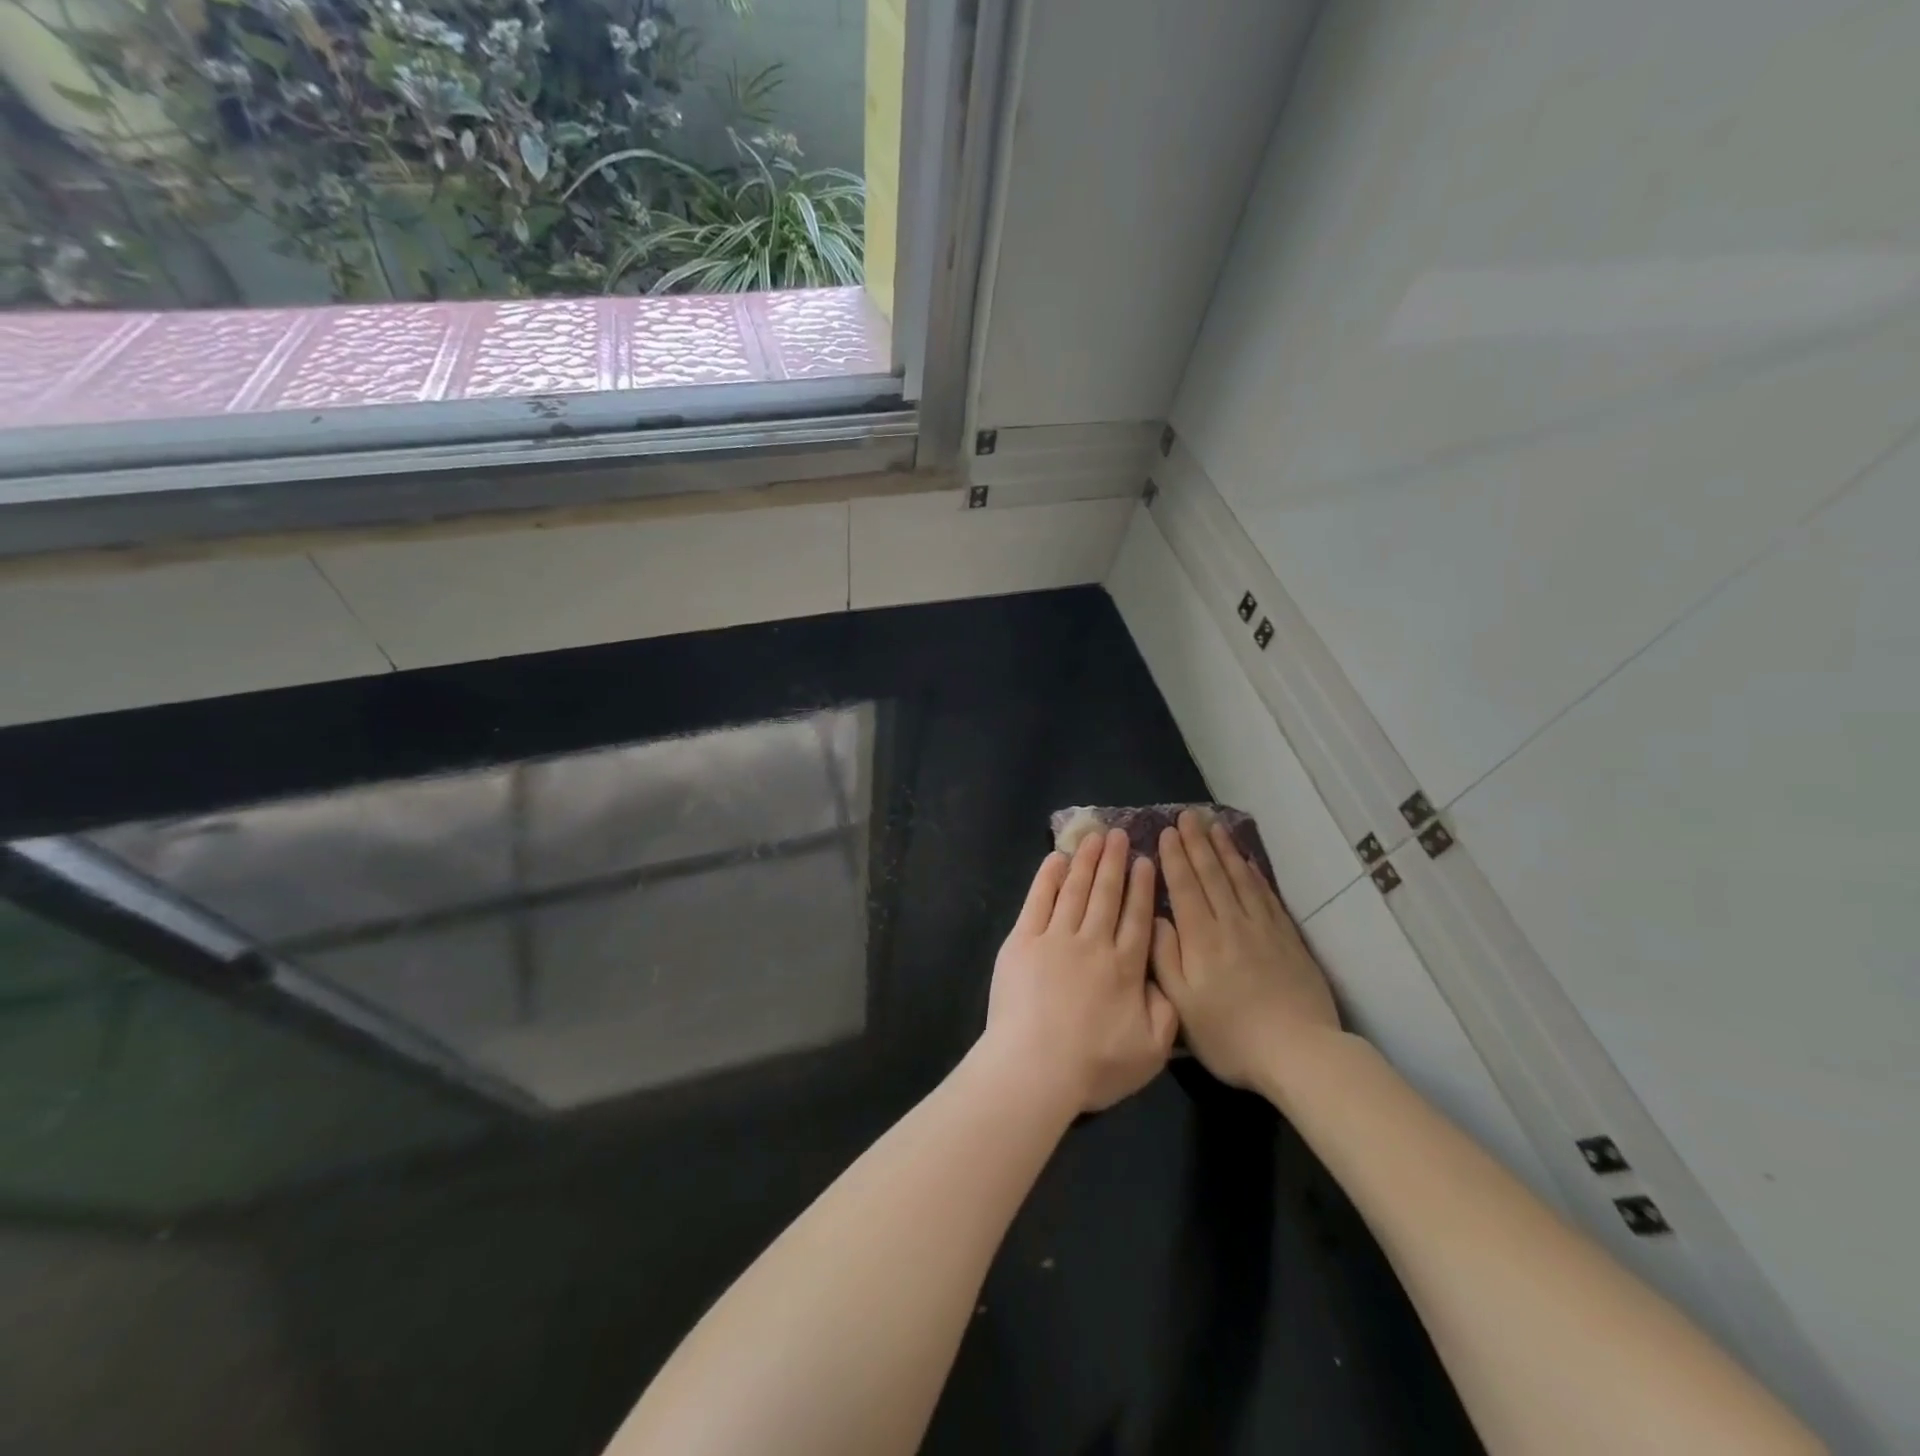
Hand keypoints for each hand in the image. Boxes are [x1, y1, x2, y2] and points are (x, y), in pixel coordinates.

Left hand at [984, 829, 1178, 1113]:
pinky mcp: (1023, 941)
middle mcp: (1094, 943)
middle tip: (1119, 834)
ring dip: (1086, 861)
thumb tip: (1168, 979)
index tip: (1145, 861)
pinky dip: (1048, 877)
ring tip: (1094, 837)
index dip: (1141, 887)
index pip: (1137, 917)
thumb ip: (1165, 1011)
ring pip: (1076, 890)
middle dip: (1115, 862)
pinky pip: (1038, 900)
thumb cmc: (1093, 1065)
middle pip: (1107, 895)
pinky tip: (1056, 859)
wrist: (1035, 1067)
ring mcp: (1056, 938)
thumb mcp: (1151, 1050)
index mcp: (1126, 967)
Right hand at [1152, 810, 1340, 1092]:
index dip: (1175, 858)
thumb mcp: (1182, 1006)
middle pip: (1212, 874)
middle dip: (1198, 843)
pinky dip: (1254, 874)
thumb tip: (1154, 919)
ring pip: (1240, 879)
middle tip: (1188, 815)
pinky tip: (1248, 862)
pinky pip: (1266, 895)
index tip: (1167, 831)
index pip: (1185, 887)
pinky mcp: (1287, 939)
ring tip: (1215, 826)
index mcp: (1201, 939)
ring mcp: (1263, 928)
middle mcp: (1231, 924)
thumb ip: (1164, 958)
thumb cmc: (1230, 1035)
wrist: (1299, 1052)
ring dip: (1225, 850)